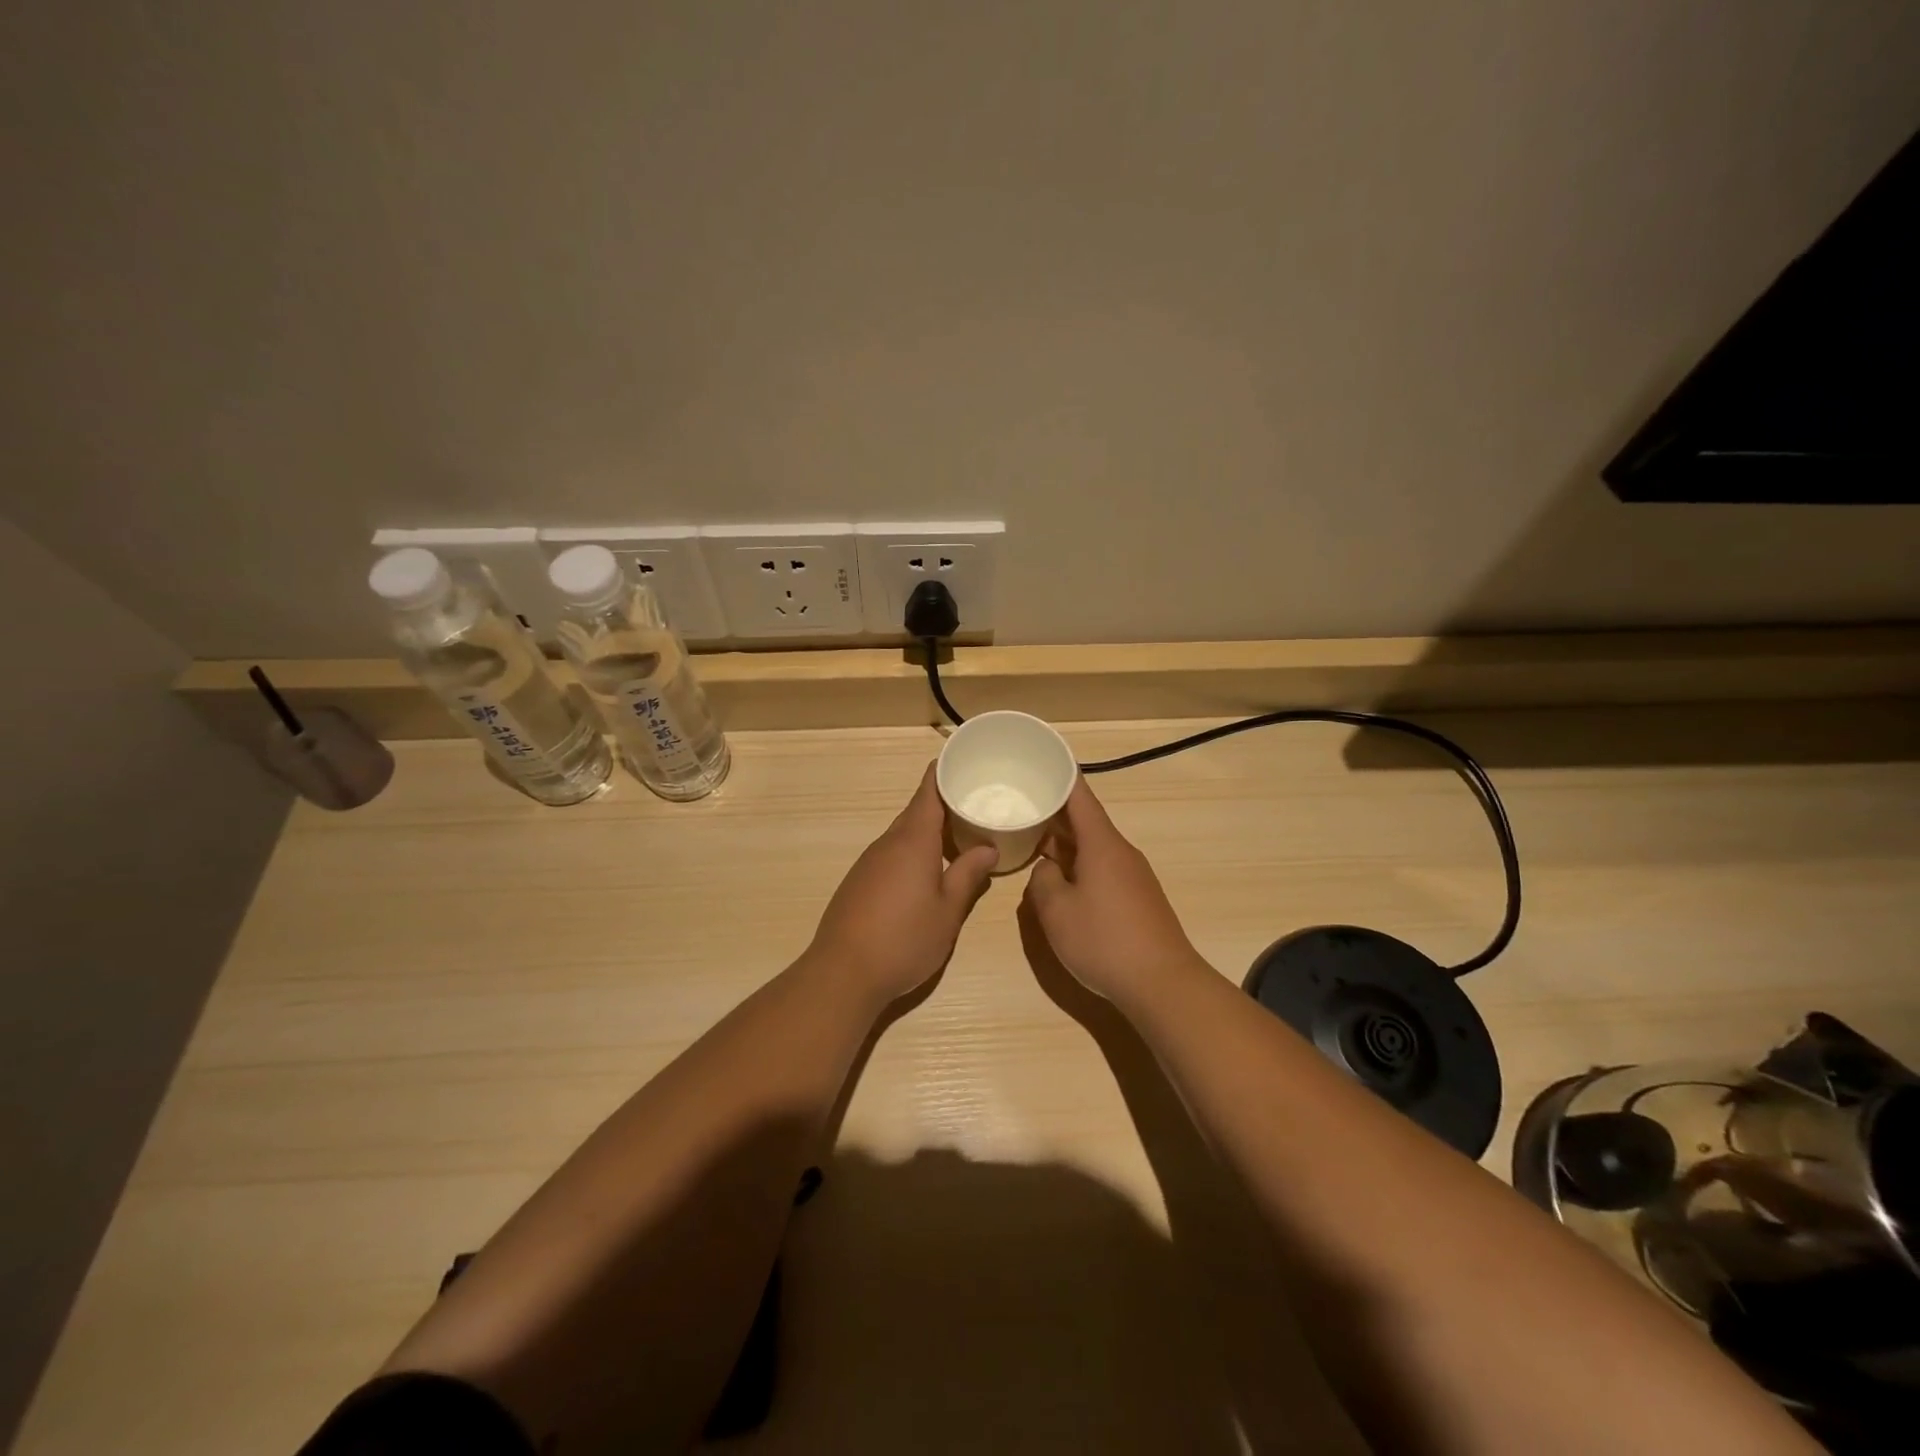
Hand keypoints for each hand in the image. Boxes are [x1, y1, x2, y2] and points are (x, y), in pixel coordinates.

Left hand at [805, 765, 999, 1008]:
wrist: (842, 973)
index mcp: (912, 840)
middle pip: (917, 811)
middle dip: (944, 804)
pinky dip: (913, 852)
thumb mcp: (948, 911)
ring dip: (929, 831)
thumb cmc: (904, 939)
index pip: (928, 791)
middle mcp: (888, 843)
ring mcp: (869, 862)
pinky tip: (926, 872)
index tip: (965, 760)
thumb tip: (988, 847)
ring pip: (904, 835)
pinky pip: (891, 854)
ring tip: (959, 837)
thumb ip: (968, 875)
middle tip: (976, 804)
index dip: (944, 771)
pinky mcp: (859, 882)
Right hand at [1022, 777, 1205, 1009]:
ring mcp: (1133, 876)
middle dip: (1054, 814)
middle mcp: (1121, 852)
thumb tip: (1046, 871)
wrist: (1162, 983)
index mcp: (1102, 844)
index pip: (1079, 796)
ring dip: (1065, 844)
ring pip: (1093, 848)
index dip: (1060, 776)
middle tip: (1021, 806)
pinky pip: (1102, 869)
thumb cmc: (1104, 940)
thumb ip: (1042, 882)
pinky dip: (1079, 866)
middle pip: (1086, 821)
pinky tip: (1062, 882)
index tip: (1042, 759)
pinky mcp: (1138, 898)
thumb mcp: (1056, 911)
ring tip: (1033, 844)